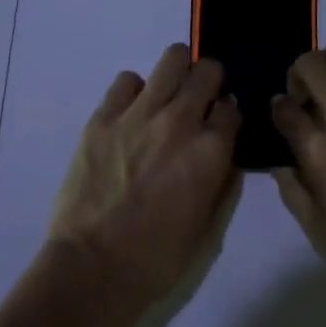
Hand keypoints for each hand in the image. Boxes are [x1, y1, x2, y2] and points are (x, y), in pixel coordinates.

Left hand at [47, 45, 240, 324]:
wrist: (92, 267)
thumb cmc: (156, 258)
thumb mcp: (208, 227)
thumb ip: (223, 181)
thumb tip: (226, 151)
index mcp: (210, 151)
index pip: (232, 106)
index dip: (227, 114)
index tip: (220, 124)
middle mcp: (180, 120)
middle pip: (207, 70)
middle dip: (209, 82)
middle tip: (199, 100)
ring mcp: (139, 113)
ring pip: (172, 58)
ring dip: (178, 72)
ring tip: (169, 93)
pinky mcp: (104, 115)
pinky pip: (127, 80)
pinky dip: (135, 91)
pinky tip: (131, 112)